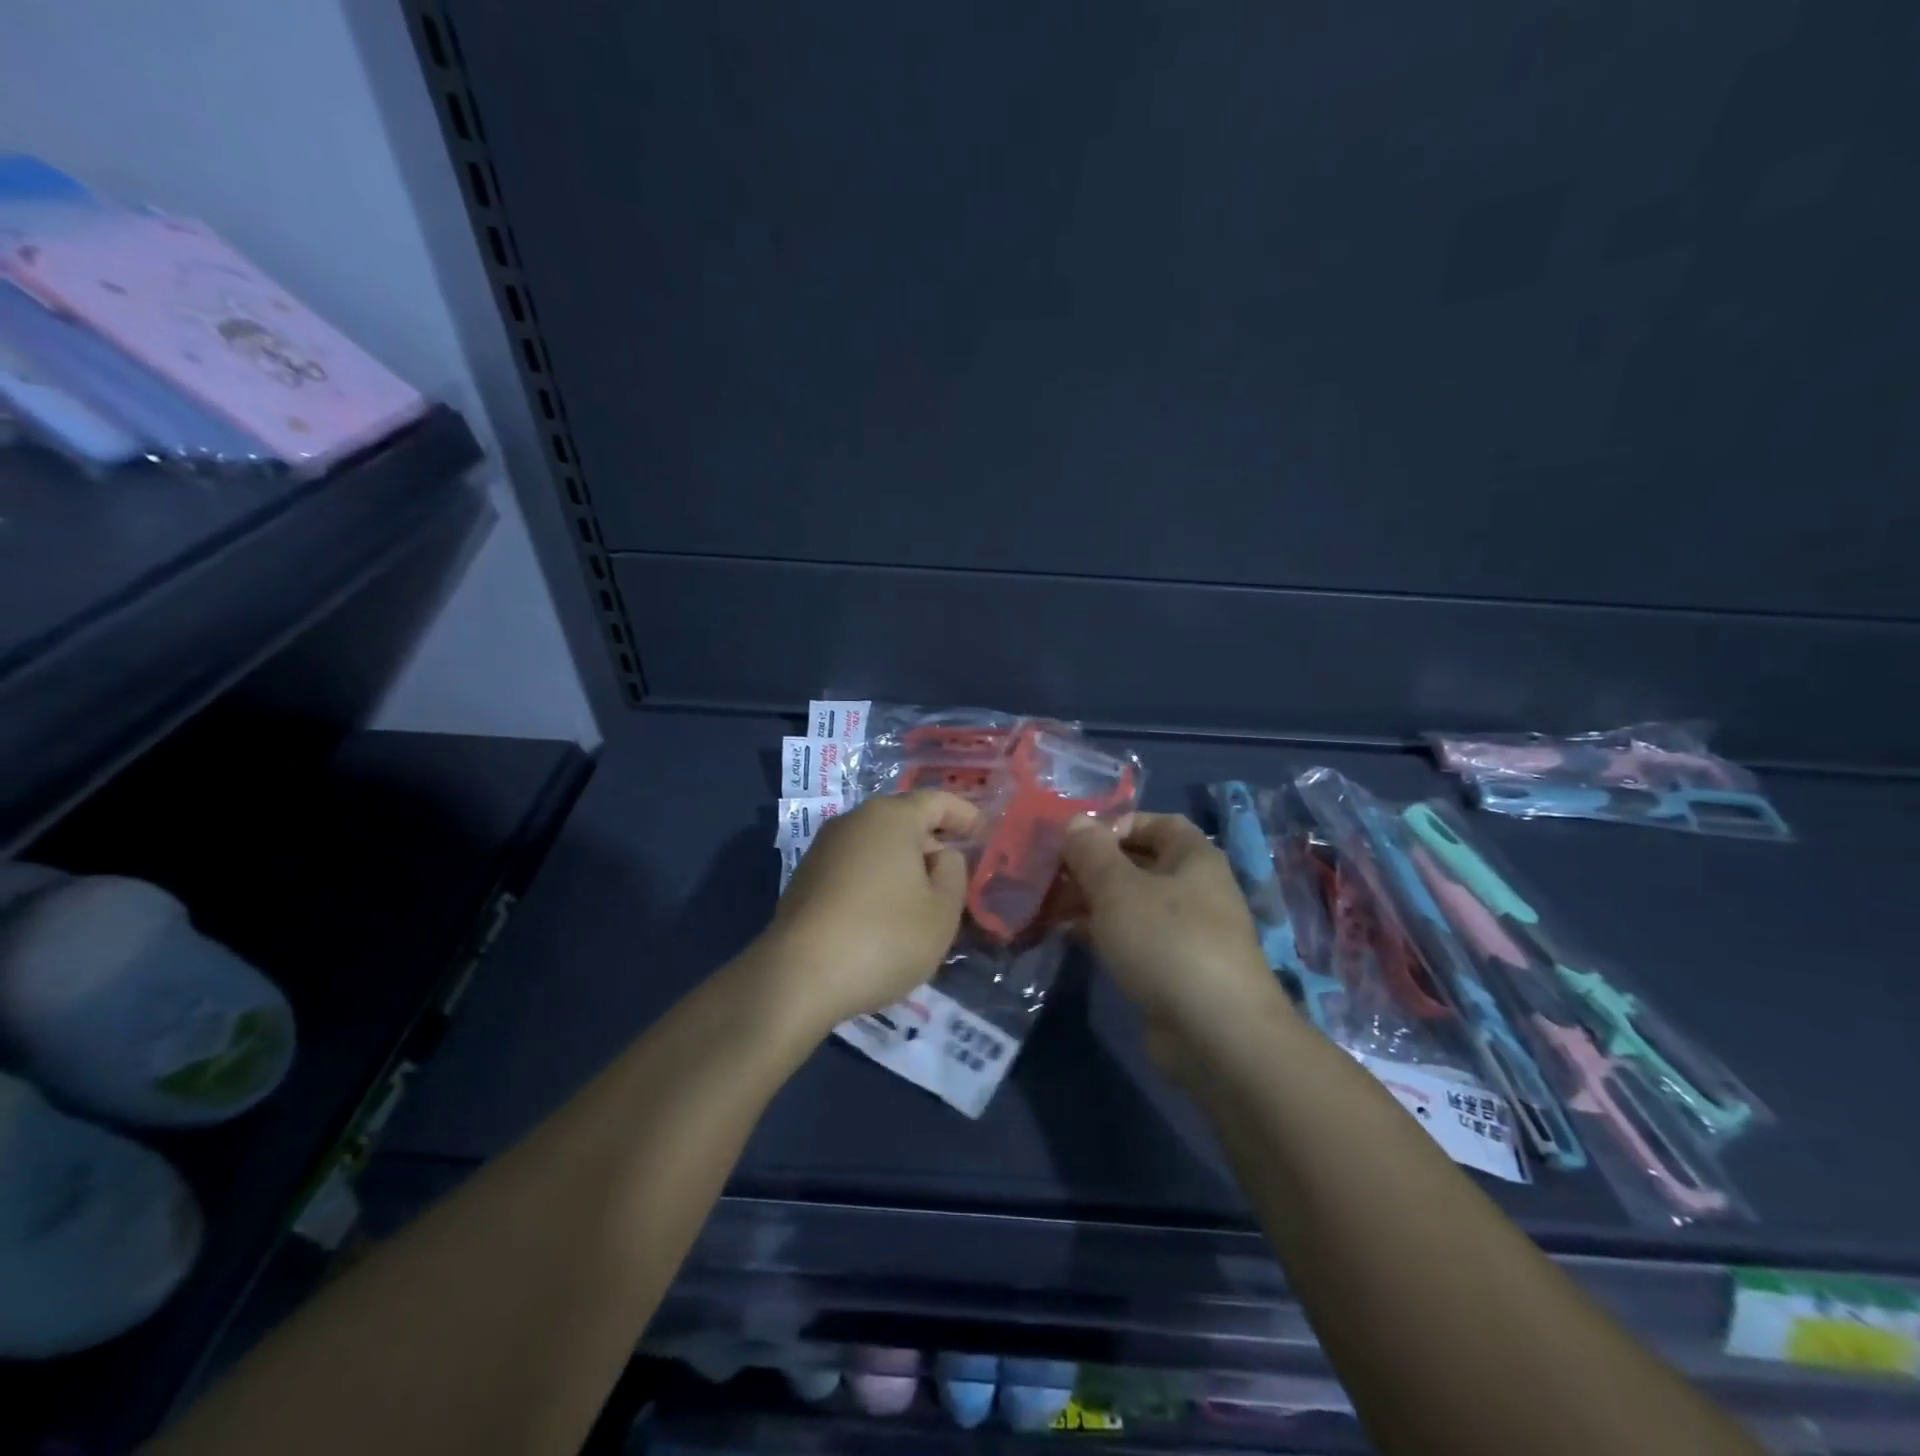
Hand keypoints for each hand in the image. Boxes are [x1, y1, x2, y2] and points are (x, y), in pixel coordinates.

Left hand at [762, 790, 978, 1029]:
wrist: (798, 977)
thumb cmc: (884, 937)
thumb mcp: (942, 911)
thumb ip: (952, 873)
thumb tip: (939, 856)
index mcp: (892, 817)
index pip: (937, 801)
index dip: (964, 814)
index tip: (983, 831)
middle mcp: (854, 821)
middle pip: (902, 820)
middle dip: (931, 840)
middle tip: (954, 871)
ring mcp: (823, 848)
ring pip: (875, 844)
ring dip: (901, 863)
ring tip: (921, 897)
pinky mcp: (804, 878)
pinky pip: (853, 867)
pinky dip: (876, 879)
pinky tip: (884, 914)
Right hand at [1061, 813, 1290, 1051]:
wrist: (1216, 1034)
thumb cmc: (1167, 942)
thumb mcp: (1118, 888)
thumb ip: (1092, 851)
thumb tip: (1076, 820)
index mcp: (1194, 858)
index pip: (1157, 822)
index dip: (1117, 823)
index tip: (1077, 839)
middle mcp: (1195, 890)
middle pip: (1140, 863)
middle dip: (1094, 866)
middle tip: (1052, 874)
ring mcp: (1186, 933)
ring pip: (1132, 904)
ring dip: (1093, 901)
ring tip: (1050, 905)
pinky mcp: (1174, 971)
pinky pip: (1133, 939)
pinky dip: (1103, 934)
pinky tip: (1069, 938)